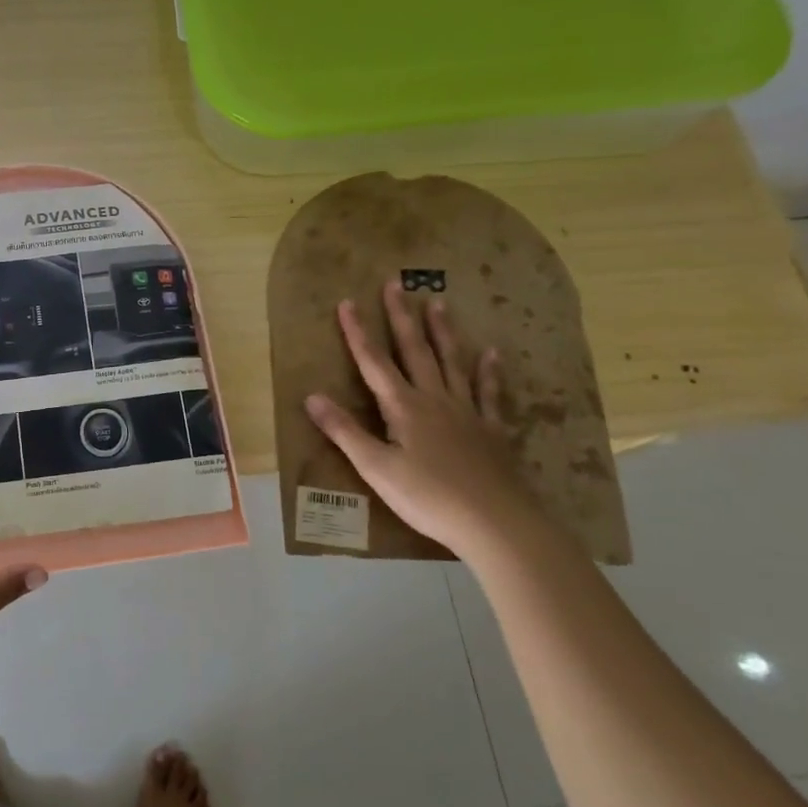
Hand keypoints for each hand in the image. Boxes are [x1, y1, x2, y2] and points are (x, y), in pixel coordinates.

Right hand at [304, 283, 544, 560]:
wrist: (496, 523)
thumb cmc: (428, 497)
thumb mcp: (376, 468)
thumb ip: (344, 431)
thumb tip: (311, 397)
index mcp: (404, 407)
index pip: (373, 362)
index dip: (358, 332)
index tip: (347, 302)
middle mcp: (435, 399)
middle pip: (414, 350)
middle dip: (401, 317)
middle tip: (396, 284)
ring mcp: (467, 411)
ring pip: (451, 362)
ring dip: (442, 332)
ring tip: (437, 303)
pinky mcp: (491, 430)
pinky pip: (489, 392)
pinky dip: (488, 372)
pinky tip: (491, 354)